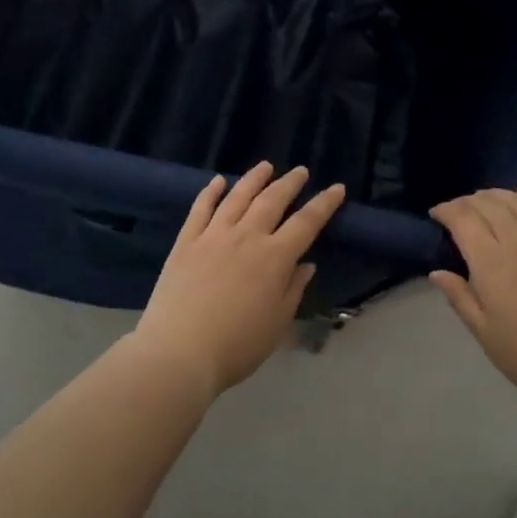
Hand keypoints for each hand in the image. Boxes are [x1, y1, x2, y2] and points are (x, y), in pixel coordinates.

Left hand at [132, 162, 345, 397]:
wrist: (179, 351)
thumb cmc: (237, 346)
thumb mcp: (277, 323)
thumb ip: (293, 290)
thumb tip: (306, 264)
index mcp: (275, 258)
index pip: (306, 222)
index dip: (324, 204)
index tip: (336, 188)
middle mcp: (246, 237)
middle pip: (272, 200)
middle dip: (289, 183)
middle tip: (300, 171)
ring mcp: (213, 236)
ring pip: (237, 197)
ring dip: (254, 179)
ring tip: (265, 166)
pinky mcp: (186, 242)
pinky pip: (200, 209)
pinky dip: (210, 192)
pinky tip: (217, 181)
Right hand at [430, 182, 516, 413]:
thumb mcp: (485, 334)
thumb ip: (460, 298)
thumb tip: (437, 272)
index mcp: (492, 265)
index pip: (463, 220)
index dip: (446, 210)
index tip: (435, 215)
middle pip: (488, 205)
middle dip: (466, 202)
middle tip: (455, 212)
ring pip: (516, 203)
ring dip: (495, 195)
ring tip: (482, 200)